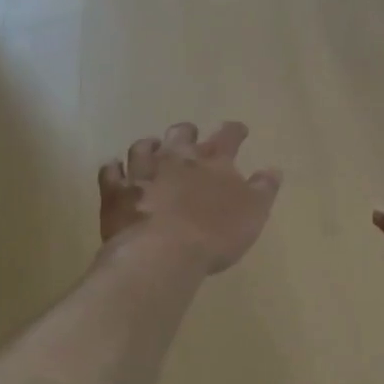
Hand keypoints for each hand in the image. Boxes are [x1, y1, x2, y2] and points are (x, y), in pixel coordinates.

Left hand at [99, 122, 281, 274]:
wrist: (162, 253)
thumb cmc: (215, 234)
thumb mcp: (253, 213)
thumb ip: (264, 188)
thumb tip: (273, 169)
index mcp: (213, 161)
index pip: (228, 135)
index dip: (234, 131)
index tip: (239, 130)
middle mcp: (177, 158)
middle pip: (181, 134)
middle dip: (187, 133)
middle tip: (190, 136)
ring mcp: (143, 172)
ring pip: (143, 147)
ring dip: (149, 146)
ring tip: (152, 148)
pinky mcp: (116, 192)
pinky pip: (110, 173)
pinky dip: (114, 169)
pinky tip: (115, 169)